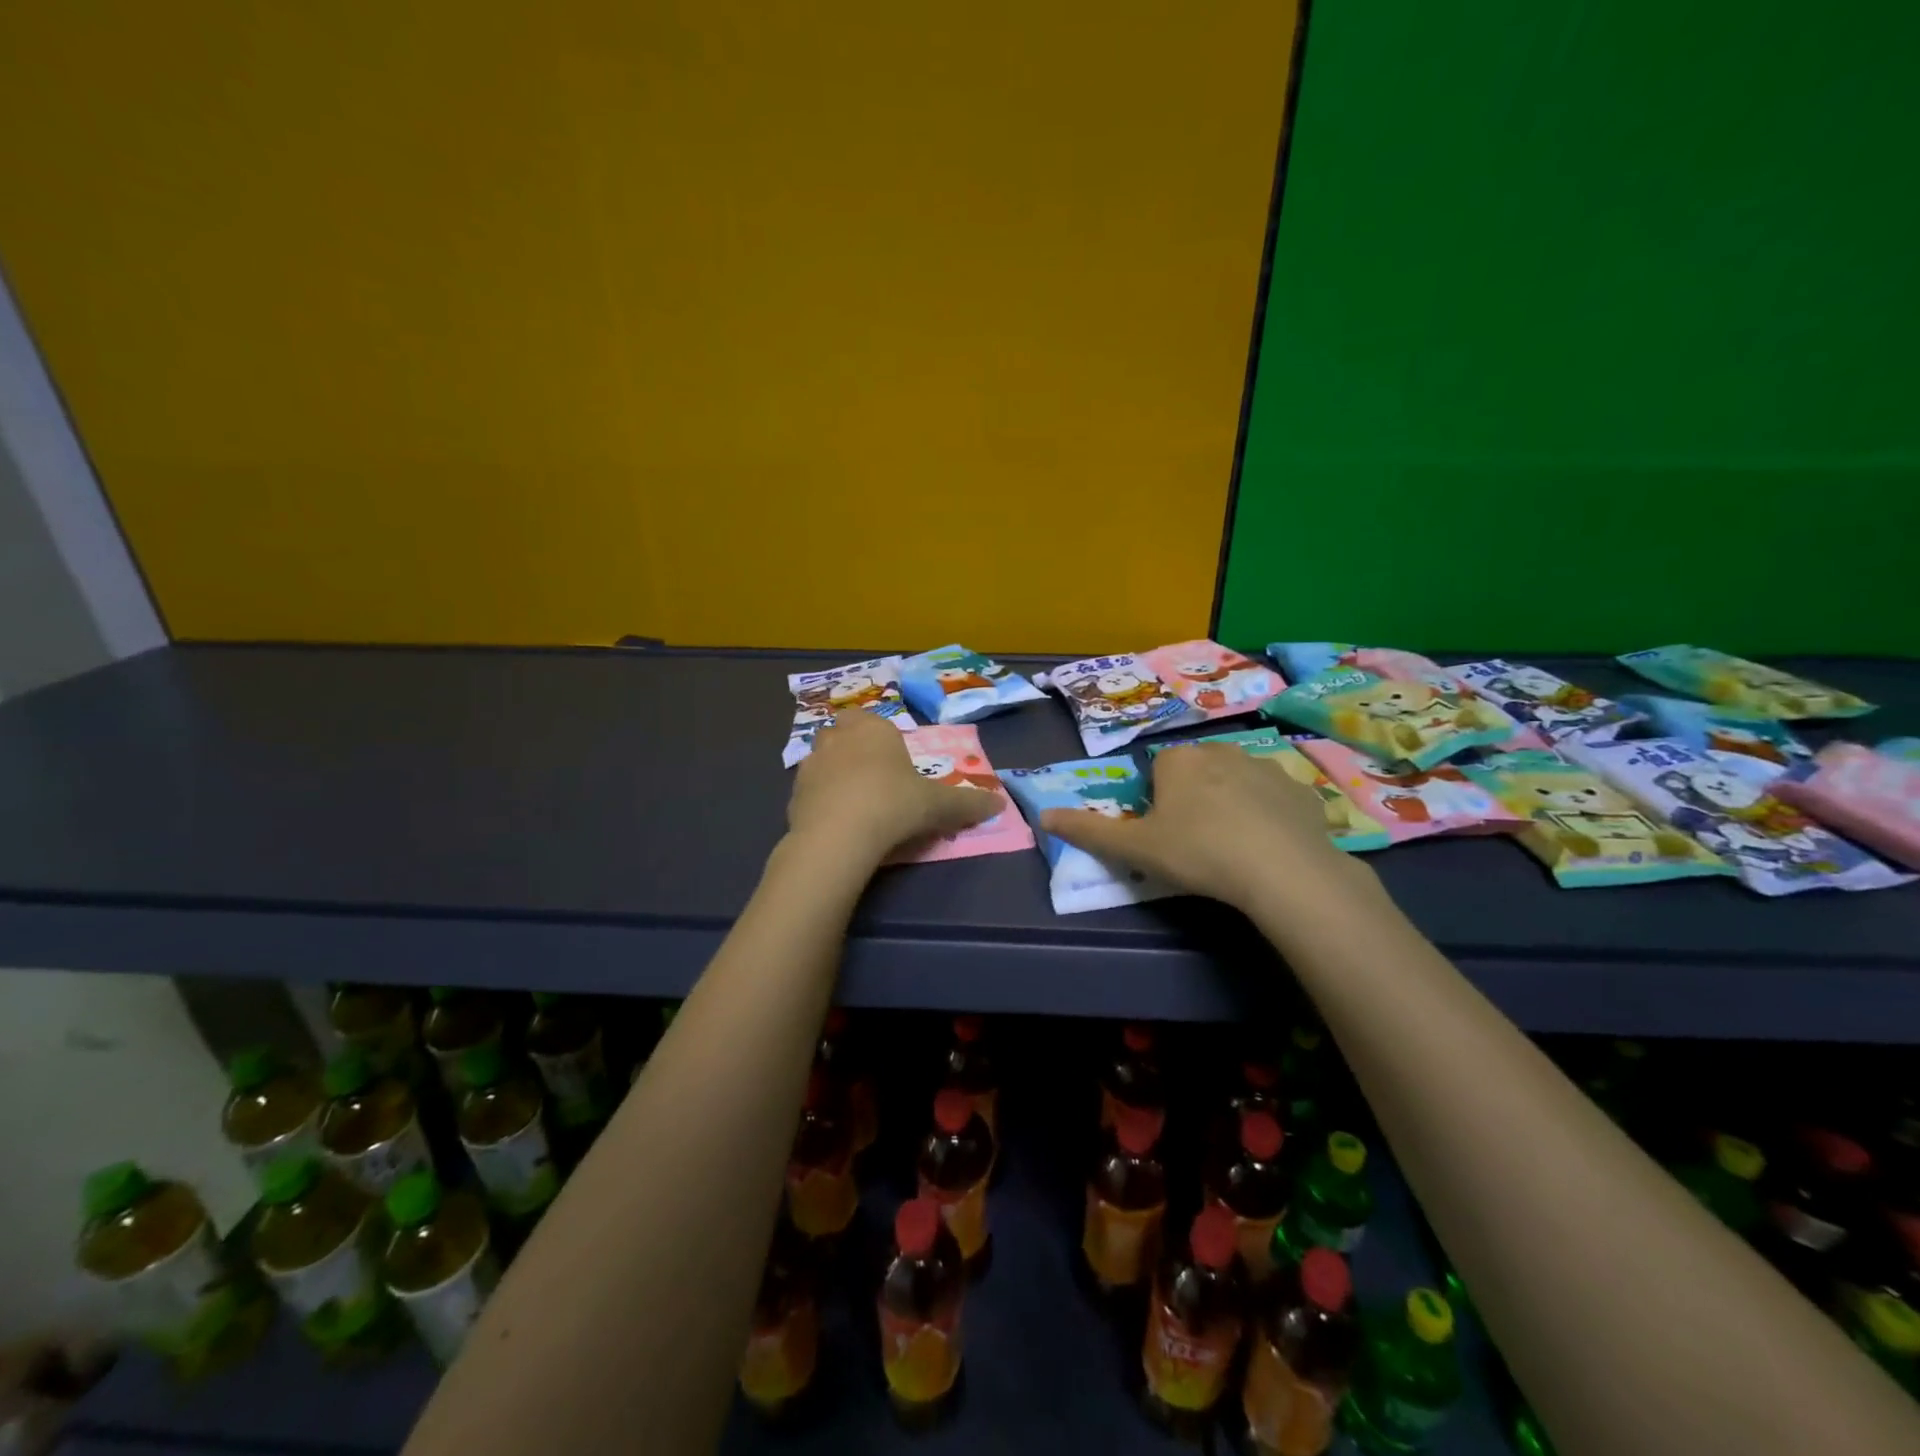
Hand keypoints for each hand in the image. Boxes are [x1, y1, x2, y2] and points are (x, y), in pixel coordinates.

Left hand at [787, 709, 1000, 860]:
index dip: (880, 736)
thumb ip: (968, 803)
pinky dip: (820, 801)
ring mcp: (811, 764)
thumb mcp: (939, 806)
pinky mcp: (793, 794)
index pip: (872, 719)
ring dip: (834, 773)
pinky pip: (810, 791)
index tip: (892, 761)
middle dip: (853, 748)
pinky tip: (836, 823)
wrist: (839, 835)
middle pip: (843, 734)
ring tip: (854, 802)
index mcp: (873, 729)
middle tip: (873, 778)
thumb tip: (1000, 804)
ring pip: (822, 759)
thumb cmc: (894, 804)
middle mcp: (838, 737)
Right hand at [1040, 742, 1356, 911]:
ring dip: (1232, 803)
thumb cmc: (1198, 852)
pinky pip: (1276, 798)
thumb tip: (1043, 816)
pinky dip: (1270, 816)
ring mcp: (1266, 766)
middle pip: (1197, 772)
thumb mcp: (1134, 848)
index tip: (1165, 835)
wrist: (1282, 870)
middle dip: (1194, 798)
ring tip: (1235, 847)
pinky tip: (1270, 847)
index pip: (1158, 772)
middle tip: (1197, 843)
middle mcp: (1221, 750)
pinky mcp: (1301, 789)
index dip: (1157, 803)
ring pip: (1238, 781)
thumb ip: (1087, 831)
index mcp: (1179, 759)